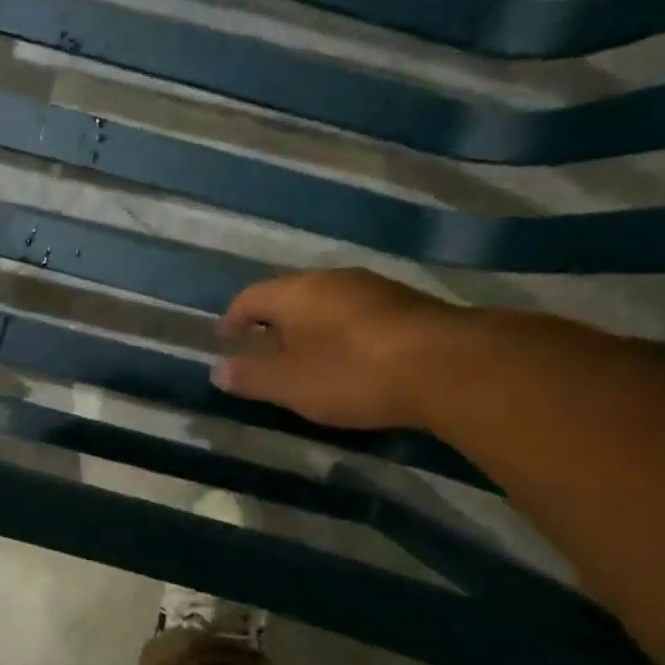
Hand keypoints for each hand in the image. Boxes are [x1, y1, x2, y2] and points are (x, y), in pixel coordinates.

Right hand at [212, 268, 466, 428]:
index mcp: (296, 292)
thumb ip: (251, 376)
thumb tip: (217, 369)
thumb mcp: (290, 384)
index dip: (232, 318)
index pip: (250, 297)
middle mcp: (333, 280)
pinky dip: (341, 334)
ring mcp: (374, 289)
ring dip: (309, 328)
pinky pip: (357, 315)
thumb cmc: (352, 373)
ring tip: (305, 359)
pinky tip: (350, 360)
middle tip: (263, 351)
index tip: (225, 339)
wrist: (447, 367)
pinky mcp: (407, 305)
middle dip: (272, 323)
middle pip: (290, 296)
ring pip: (326, 304)